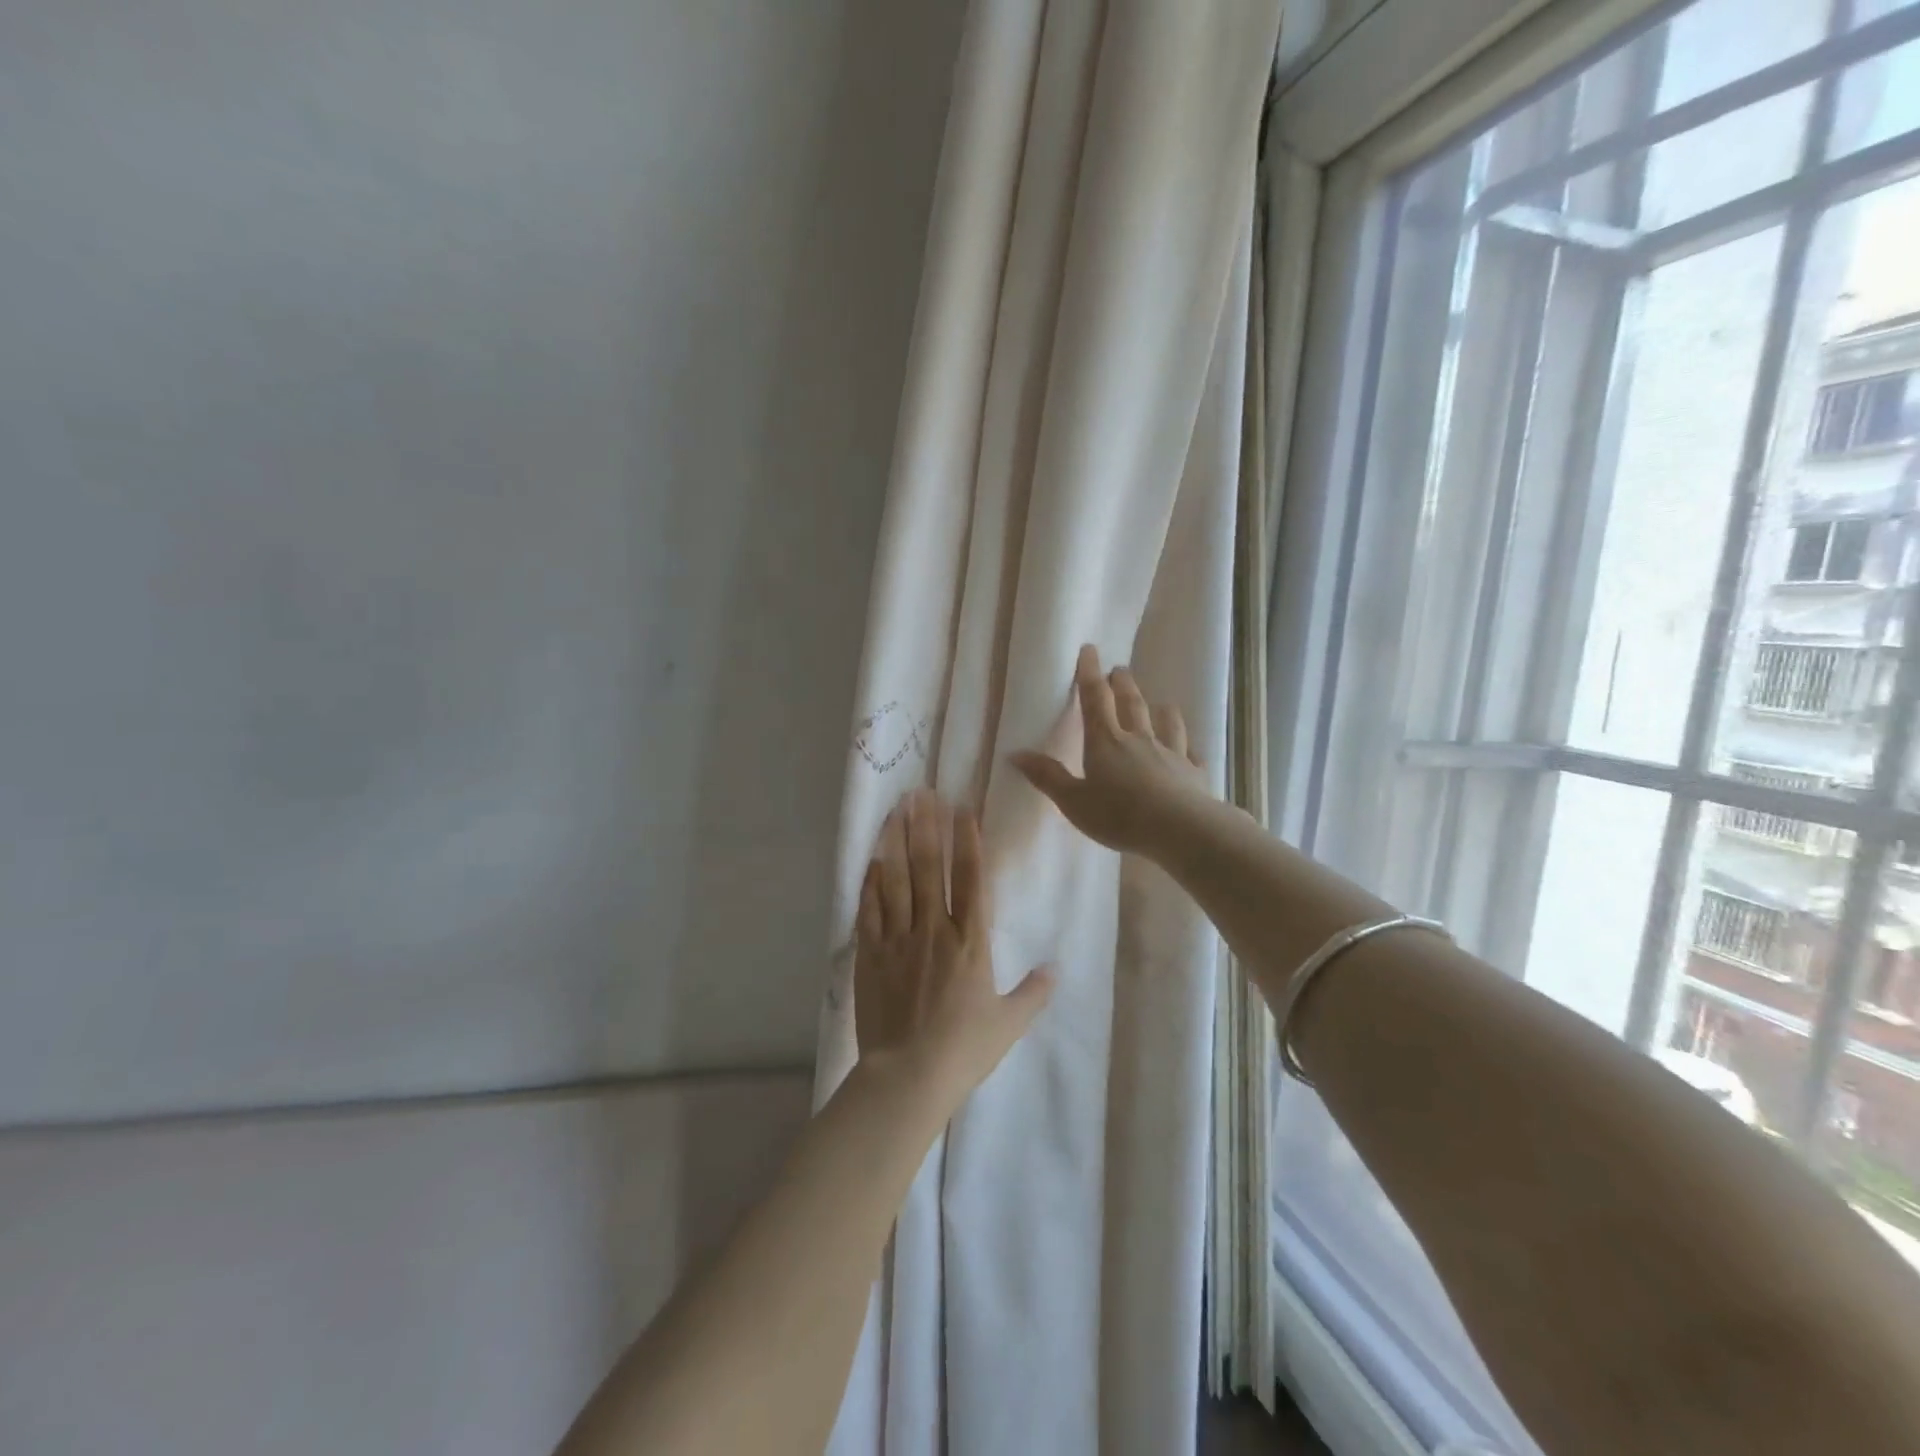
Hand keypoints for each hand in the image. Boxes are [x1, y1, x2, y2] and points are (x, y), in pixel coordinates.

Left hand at [855, 789, 1053, 1111]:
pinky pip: (870, 909)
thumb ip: (1033, 993)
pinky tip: (873, 858)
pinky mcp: (871, 954)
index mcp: (971, 942)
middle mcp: (934, 929)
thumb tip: (1054, 968)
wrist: (907, 1077)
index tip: (962, 809)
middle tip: (922, 793)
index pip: (971, 879)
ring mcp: (898, 939)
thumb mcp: (1009, 1024)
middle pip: (929, 867)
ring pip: (896, 879)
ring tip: (896, 809)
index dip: (967, 841)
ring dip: (896, 841)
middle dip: (926, 826)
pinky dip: (872, 881)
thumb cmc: (964, 1050)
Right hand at [1009, 644, 1208, 855]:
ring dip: (1162, 710)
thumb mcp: (1073, 801)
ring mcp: (1170, 754)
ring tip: (1161, 702)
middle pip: (1131, 704)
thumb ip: (1047, 777)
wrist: (1178, 828)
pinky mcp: (1193, 774)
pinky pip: (1191, 756)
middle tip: (1120, 670)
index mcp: (1105, 741)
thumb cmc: (1119, 814)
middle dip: (1123, 685)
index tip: (1090, 650)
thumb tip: (1015, 754)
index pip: (1095, 699)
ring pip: (1166, 724)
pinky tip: (1190, 750)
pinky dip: (1188, 749)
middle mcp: (1138, 739)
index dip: (1089, 673)